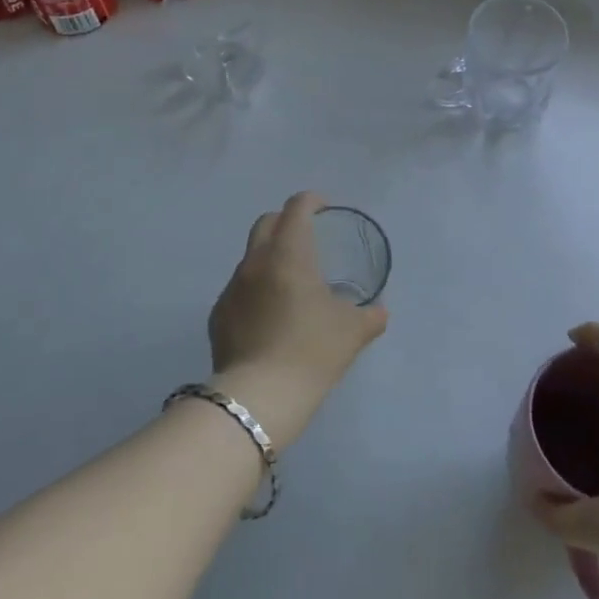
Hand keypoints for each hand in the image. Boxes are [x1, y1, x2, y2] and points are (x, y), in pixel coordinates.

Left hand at [209, 192, 387, 447]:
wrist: (260, 396)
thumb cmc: (312, 351)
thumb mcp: (353, 332)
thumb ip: (371, 316)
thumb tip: (379, 312)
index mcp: (289, 253)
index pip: (296, 209)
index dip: (311, 201)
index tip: (323, 207)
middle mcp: (255, 262)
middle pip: (266, 223)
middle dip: (285, 222)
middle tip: (305, 237)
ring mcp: (232, 288)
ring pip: (250, 258)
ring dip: (269, 259)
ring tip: (289, 285)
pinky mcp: (218, 315)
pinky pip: (239, 290)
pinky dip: (255, 291)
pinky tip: (269, 317)